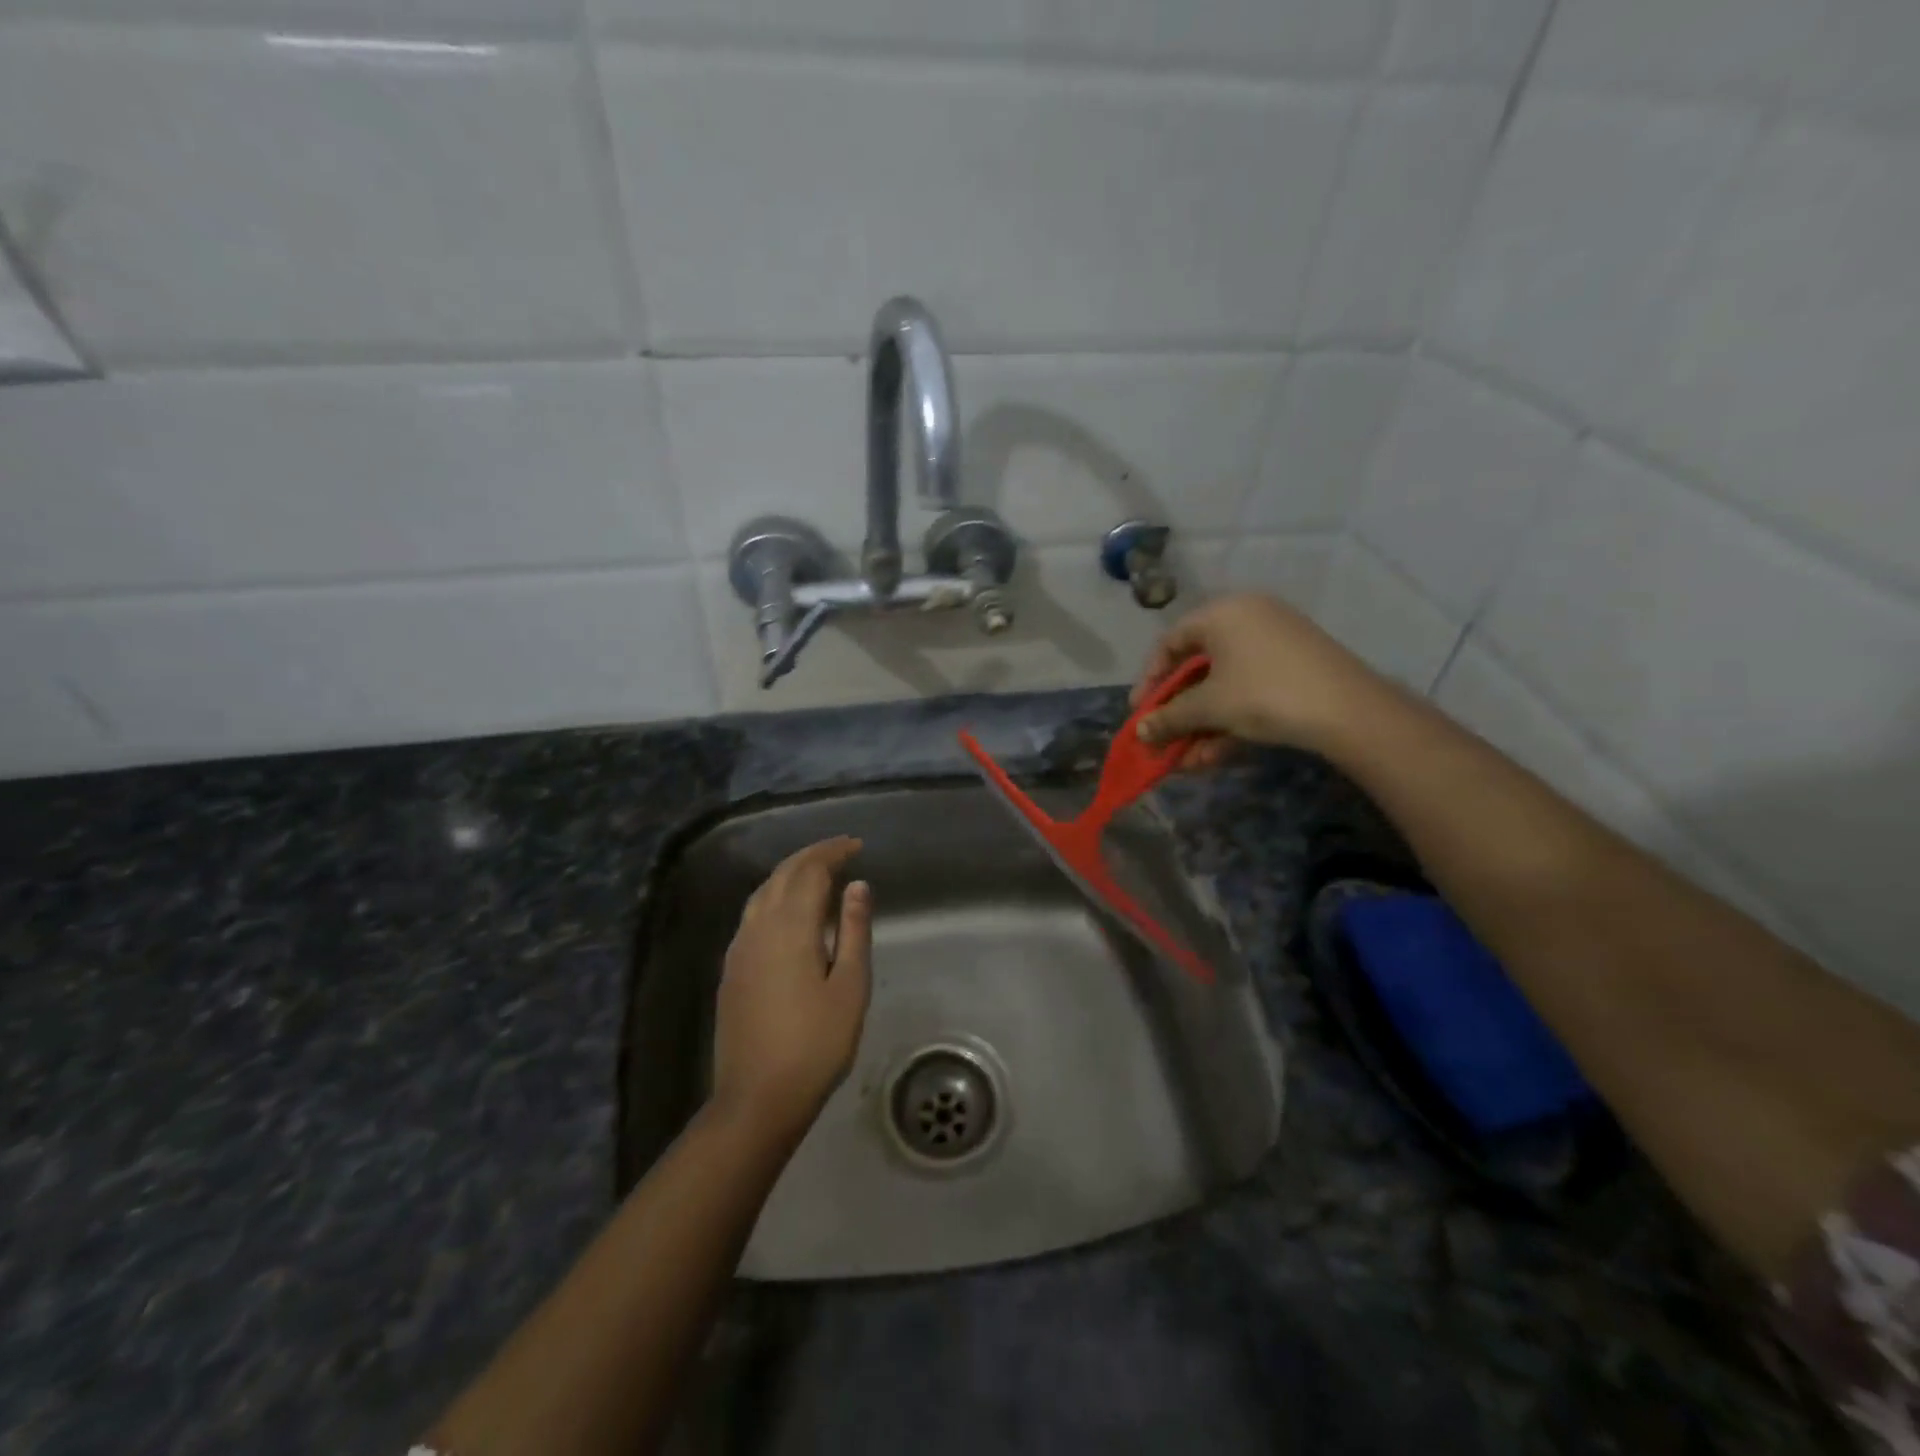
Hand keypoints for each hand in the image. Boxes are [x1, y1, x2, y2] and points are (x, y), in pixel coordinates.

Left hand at [711, 837, 872, 1140]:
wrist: (757, 1097)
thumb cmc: (816, 1043)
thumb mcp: (850, 987)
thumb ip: (854, 931)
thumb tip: (857, 886)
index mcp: (790, 927)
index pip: (810, 871)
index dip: (833, 853)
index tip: (856, 845)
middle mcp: (758, 927)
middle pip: (782, 874)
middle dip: (811, 856)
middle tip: (841, 851)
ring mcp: (739, 948)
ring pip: (762, 892)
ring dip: (790, 873)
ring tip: (818, 873)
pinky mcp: (731, 968)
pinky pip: (752, 913)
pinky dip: (775, 896)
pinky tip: (788, 910)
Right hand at [1130, 593, 1389, 761]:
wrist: (1350, 711)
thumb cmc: (1264, 694)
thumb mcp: (1209, 707)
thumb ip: (1168, 718)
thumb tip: (1140, 733)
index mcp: (1223, 613)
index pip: (1170, 642)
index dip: (1150, 680)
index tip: (1141, 712)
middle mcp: (1248, 619)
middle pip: (1198, 668)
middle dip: (1178, 712)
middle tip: (1163, 739)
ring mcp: (1275, 644)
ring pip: (1224, 686)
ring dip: (1201, 725)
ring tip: (1187, 761)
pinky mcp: (1296, 669)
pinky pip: (1249, 691)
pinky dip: (1230, 720)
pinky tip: (1214, 755)